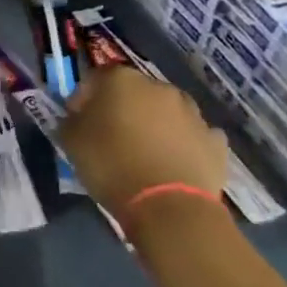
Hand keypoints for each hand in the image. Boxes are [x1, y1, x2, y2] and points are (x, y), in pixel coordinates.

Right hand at [59, 66, 227, 216]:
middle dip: (122, 109)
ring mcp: (193, 113)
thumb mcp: (71, 141)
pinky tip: (173, 163)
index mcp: (121, 80)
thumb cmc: (112, 165)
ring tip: (144, 153)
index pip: (95, 79)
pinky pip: (193, 136)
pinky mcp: (216, 141)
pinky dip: (183, 144)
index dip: (84, 99)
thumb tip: (76, 118)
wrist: (170, 207)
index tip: (78, 120)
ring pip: (166, 112)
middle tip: (111, 136)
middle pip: (134, 93)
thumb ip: (70, 121)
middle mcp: (159, 87)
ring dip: (155, 125)